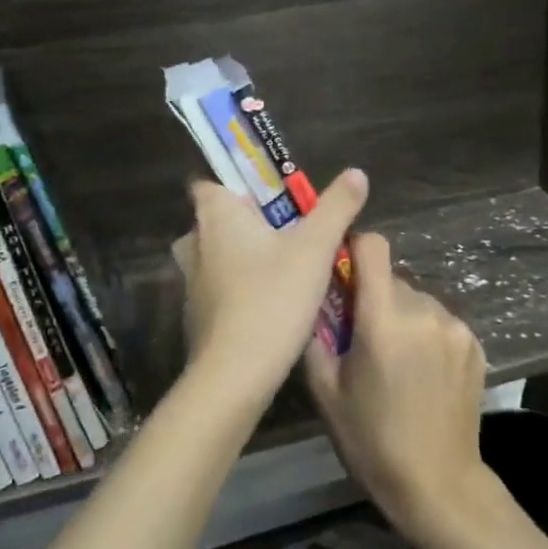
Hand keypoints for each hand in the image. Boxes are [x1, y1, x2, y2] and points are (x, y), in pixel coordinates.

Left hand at [170, 169, 367, 410]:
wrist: (234, 375)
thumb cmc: (272, 298)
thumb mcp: (315, 249)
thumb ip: (336, 207)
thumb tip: (356, 173)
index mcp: (216, 215)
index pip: (209, 182)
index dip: (235, 183)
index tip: (269, 195)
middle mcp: (195, 241)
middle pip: (218, 218)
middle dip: (248, 221)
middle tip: (289, 231)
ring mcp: (191, 280)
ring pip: (218, 254)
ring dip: (245, 255)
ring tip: (286, 266)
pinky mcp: (197, 313)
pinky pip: (219, 285)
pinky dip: (240, 286)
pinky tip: (271, 302)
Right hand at [305, 233, 490, 543]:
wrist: (439, 486)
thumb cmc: (372, 441)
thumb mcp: (325, 392)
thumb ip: (315, 335)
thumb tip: (312, 299)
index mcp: (383, 320)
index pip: (373, 246)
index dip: (355, 249)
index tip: (343, 273)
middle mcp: (423, 311)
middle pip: (391, 279)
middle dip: (374, 297)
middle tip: (364, 337)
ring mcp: (455, 327)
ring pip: (416, 299)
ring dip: (402, 315)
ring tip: (396, 360)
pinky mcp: (475, 343)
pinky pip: (440, 320)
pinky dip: (426, 333)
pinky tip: (423, 372)